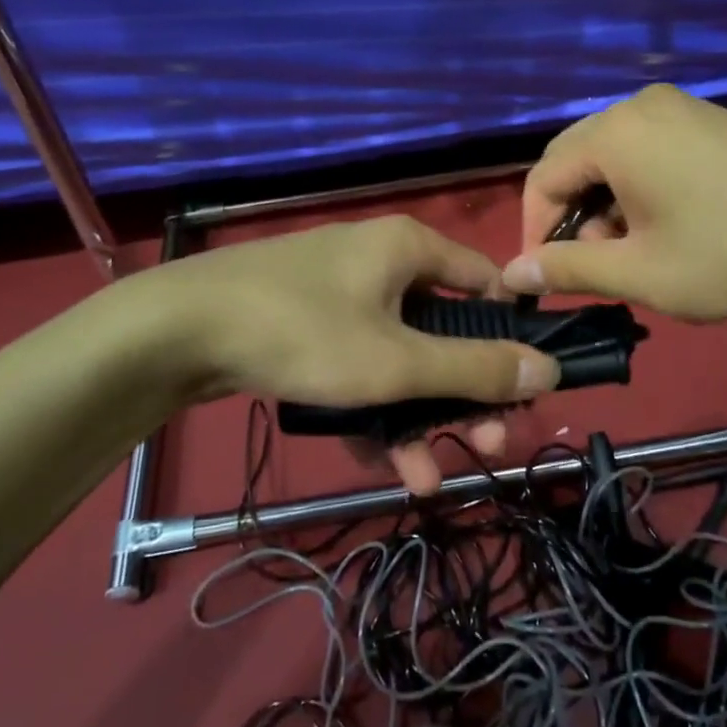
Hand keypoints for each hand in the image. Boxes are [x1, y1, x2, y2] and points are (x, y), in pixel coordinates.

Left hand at [125, 215, 559, 493]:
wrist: (178, 330)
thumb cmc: (303, 331)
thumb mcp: (396, 361)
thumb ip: (473, 369)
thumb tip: (548, 368)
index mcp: (410, 249)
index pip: (486, 285)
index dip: (509, 338)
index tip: (521, 391)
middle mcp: (381, 262)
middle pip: (443, 330)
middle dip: (464, 395)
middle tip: (488, 445)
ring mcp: (341, 295)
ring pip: (399, 357)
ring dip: (417, 416)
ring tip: (429, 477)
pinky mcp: (308, 325)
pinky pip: (358, 364)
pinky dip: (373, 408)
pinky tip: (382, 462)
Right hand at [502, 84, 726, 319]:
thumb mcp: (643, 273)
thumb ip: (569, 270)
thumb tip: (515, 272)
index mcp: (615, 133)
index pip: (543, 178)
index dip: (534, 232)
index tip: (544, 281)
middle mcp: (639, 106)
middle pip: (576, 161)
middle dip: (573, 219)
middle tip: (597, 269)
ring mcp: (680, 108)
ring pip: (614, 157)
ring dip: (608, 206)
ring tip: (640, 254)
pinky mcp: (709, 120)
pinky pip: (649, 150)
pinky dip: (641, 189)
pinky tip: (672, 226)